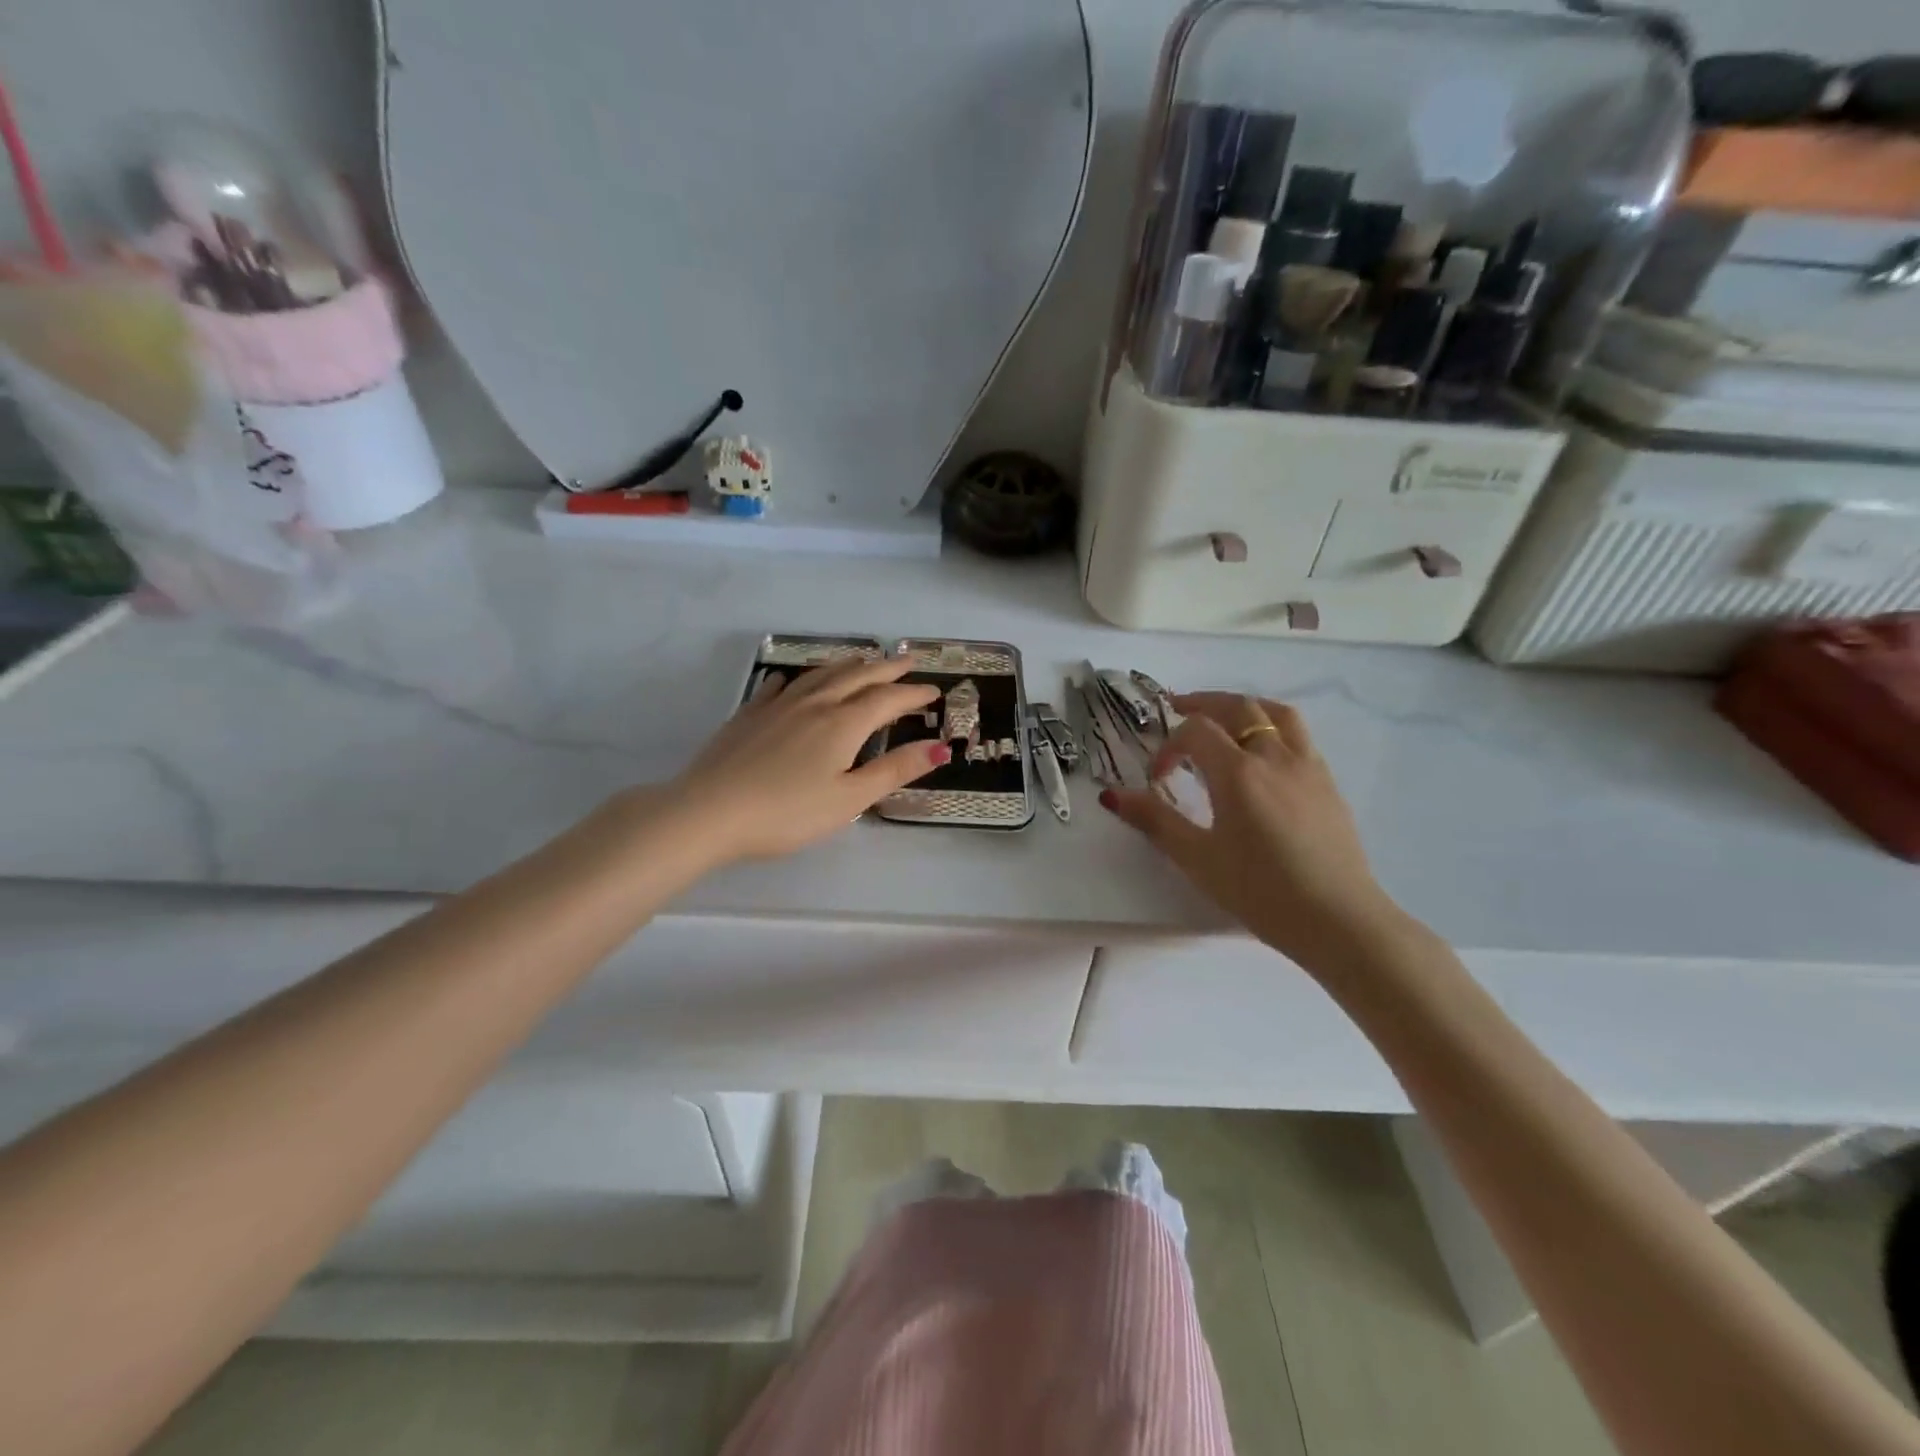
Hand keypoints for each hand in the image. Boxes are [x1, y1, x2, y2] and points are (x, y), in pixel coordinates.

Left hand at [667, 655, 949, 863]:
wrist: (708, 811)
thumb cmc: (787, 812)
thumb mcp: (850, 798)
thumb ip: (894, 770)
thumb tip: (940, 746)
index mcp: (843, 723)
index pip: (888, 699)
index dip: (914, 694)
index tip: (934, 691)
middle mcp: (814, 704)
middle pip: (857, 676)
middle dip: (887, 668)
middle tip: (908, 660)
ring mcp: (778, 705)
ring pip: (821, 674)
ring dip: (848, 665)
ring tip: (863, 660)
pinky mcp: (749, 715)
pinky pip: (780, 686)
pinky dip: (798, 678)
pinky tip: (793, 680)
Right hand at [1101, 692, 1405, 973]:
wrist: (1338, 920)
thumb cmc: (1260, 891)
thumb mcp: (1198, 858)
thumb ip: (1155, 820)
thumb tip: (1112, 795)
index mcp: (1238, 772)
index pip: (1196, 731)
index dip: (1169, 746)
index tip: (1158, 778)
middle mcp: (1274, 756)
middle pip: (1237, 707)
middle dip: (1203, 704)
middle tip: (1178, 710)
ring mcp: (1307, 765)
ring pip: (1275, 713)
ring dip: (1243, 707)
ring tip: (1225, 718)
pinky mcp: (1327, 782)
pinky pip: (1298, 735)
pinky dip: (1272, 727)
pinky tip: (1263, 755)